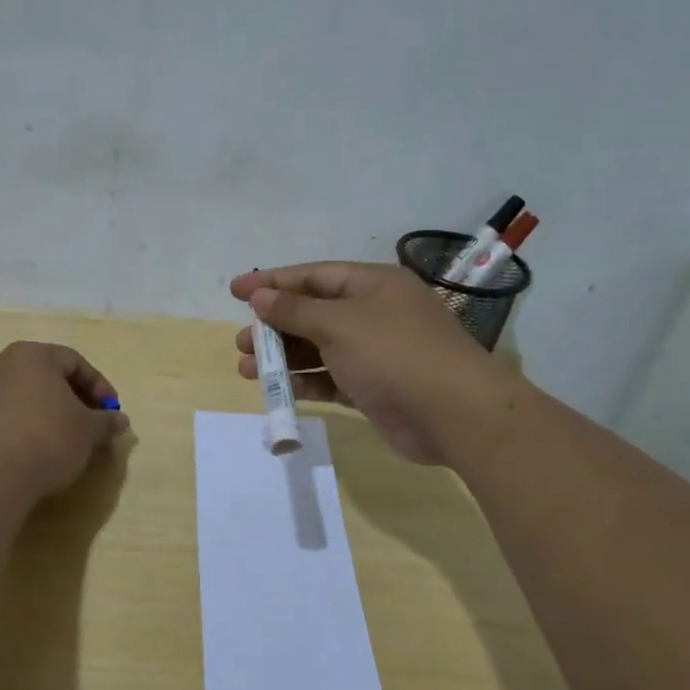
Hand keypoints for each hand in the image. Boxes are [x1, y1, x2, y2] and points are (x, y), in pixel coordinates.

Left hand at [0, 342, 129, 501]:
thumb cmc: (47, 439)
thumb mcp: (88, 431)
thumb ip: (106, 421)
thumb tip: (120, 421)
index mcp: (34, 355)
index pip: (75, 362)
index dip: (99, 386)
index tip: (111, 411)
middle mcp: (3, 364)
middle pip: (49, 376)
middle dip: (75, 398)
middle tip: (92, 424)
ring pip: (28, 395)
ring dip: (51, 412)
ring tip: (67, 439)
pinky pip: (9, 413)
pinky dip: (28, 424)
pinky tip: (38, 449)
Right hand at [230, 262, 509, 464]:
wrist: (453, 413)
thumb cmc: (393, 353)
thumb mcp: (339, 324)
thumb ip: (295, 311)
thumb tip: (260, 296)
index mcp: (372, 284)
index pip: (313, 276)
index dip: (272, 282)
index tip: (235, 290)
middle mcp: (374, 313)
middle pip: (313, 313)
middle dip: (274, 326)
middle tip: (241, 342)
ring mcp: (376, 352)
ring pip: (319, 349)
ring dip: (284, 358)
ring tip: (248, 369)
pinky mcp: (374, 387)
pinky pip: (332, 378)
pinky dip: (306, 382)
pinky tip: (280, 390)